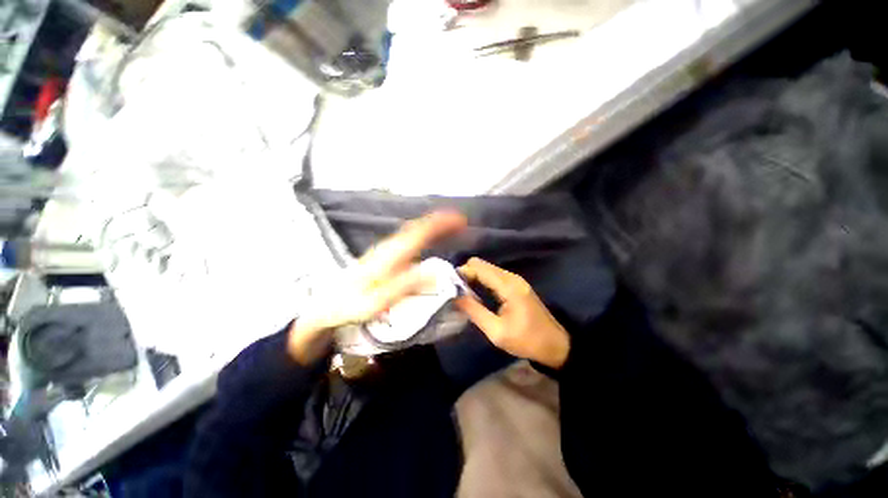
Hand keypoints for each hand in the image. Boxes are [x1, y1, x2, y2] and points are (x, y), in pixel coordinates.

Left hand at [288, 211, 466, 363]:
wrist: (327, 305)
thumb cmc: (352, 305)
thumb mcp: (378, 301)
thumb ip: (406, 285)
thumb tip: (435, 272)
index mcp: (389, 256)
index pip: (418, 233)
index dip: (439, 224)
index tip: (459, 220)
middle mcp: (389, 246)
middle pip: (416, 227)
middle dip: (439, 221)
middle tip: (461, 221)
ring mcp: (386, 248)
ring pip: (412, 230)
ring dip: (432, 225)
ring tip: (452, 224)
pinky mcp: (385, 253)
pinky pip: (408, 237)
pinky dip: (423, 232)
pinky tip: (430, 235)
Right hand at [456, 257, 569, 369]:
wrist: (555, 345)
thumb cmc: (526, 340)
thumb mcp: (497, 332)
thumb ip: (475, 311)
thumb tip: (454, 296)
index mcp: (508, 286)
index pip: (479, 268)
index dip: (462, 273)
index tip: (449, 286)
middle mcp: (511, 277)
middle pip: (482, 265)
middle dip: (466, 274)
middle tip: (454, 291)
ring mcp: (515, 279)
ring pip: (487, 269)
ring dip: (473, 277)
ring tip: (461, 293)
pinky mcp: (516, 285)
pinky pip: (493, 275)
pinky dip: (481, 280)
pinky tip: (475, 293)